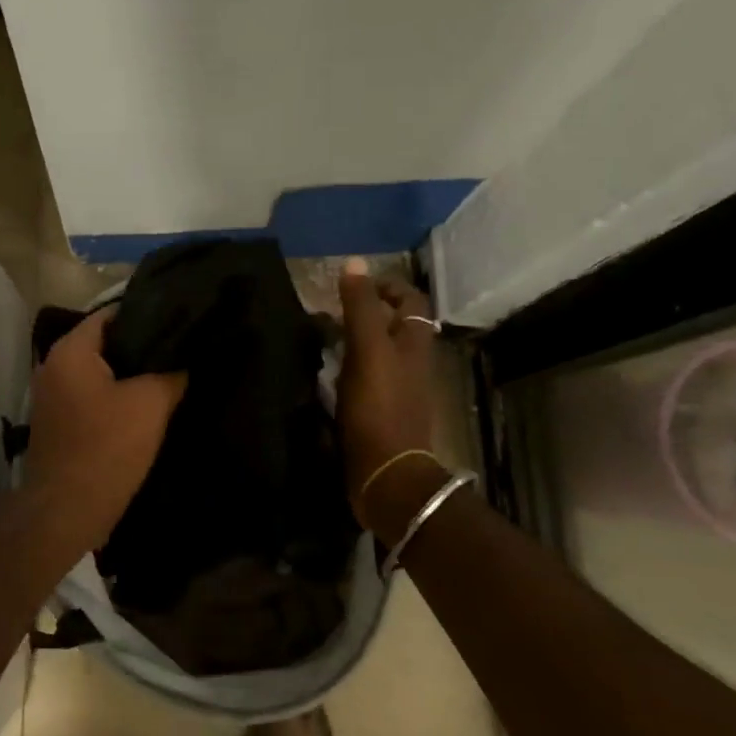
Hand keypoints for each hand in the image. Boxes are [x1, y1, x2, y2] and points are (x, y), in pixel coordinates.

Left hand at [24, 308, 186, 553]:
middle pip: (105, 343)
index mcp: (69, 351)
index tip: (180, 318)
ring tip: (171, 372)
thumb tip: (187, 358)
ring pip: (100, 372)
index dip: (147, 313)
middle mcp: (53, 366)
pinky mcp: (59, 423)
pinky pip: (93, 396)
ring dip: (130, 374)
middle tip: (181, 347)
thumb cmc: (106, 448)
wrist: (66, 512)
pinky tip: (148, 404)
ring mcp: (52, 396)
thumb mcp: (150, 404)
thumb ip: (171, 373)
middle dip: (141, 345)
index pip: (111, 314)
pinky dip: (117, 396)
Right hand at [337, 262, 452, 535]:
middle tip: (330, 312)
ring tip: (321, 340)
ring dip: (354, 342)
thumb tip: (354, 263)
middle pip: (395, 327)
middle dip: (366, 314)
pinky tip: (324, 376)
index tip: (354, 284)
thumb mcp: (367, 348)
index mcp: (414, 343)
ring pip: (379, 353)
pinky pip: (365, 380)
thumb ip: (360, 306)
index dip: (387, 286)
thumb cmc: (378, 406)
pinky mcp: (380, 413)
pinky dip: (347, 370)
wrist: (385, 472)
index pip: (411, 300)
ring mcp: (397, 391)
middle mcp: (411, 364)